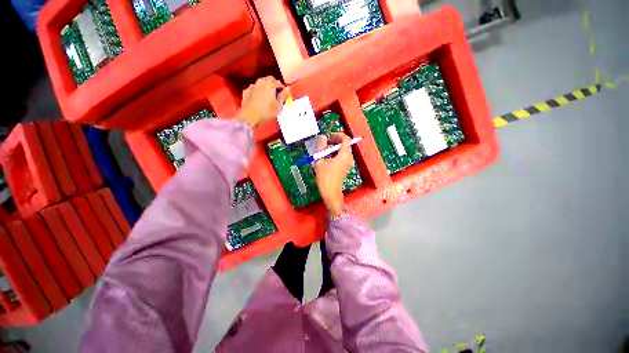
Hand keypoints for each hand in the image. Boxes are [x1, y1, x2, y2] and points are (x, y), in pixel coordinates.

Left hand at [236, 76, 289, 126]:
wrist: (250, 116)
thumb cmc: (267, 111)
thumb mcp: (278, 106)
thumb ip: (283, 96)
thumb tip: (288, 89)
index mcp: (270, 84)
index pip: (279, 82)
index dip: (282, 88)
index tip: (284, 94)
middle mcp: (261, 82)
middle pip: (269, 79)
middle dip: (274, 84)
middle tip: (277, 93)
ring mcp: (252, 86)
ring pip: (261, 83)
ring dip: (265, 86)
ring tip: (268, 95)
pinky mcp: (246, 91)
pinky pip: (254, 88)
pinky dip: (258, 91)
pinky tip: (259, 98)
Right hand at [314, 133, 353, 217]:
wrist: (330, 192)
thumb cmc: (325, 177)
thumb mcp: (320, 160)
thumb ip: (321, 147)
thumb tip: (322, 137)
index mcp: (344, 154)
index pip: (346, 139)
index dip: (338, 135)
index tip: (329, 136)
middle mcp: (349, 158)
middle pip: (345, 145)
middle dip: (336, 141)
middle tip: (326, 142)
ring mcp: (348, 164)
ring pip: (344, 151)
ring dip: (335, 148)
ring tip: (325, 150)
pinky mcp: (345, 168)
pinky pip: (343, 157)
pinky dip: (336, 154)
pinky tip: (327, 158)